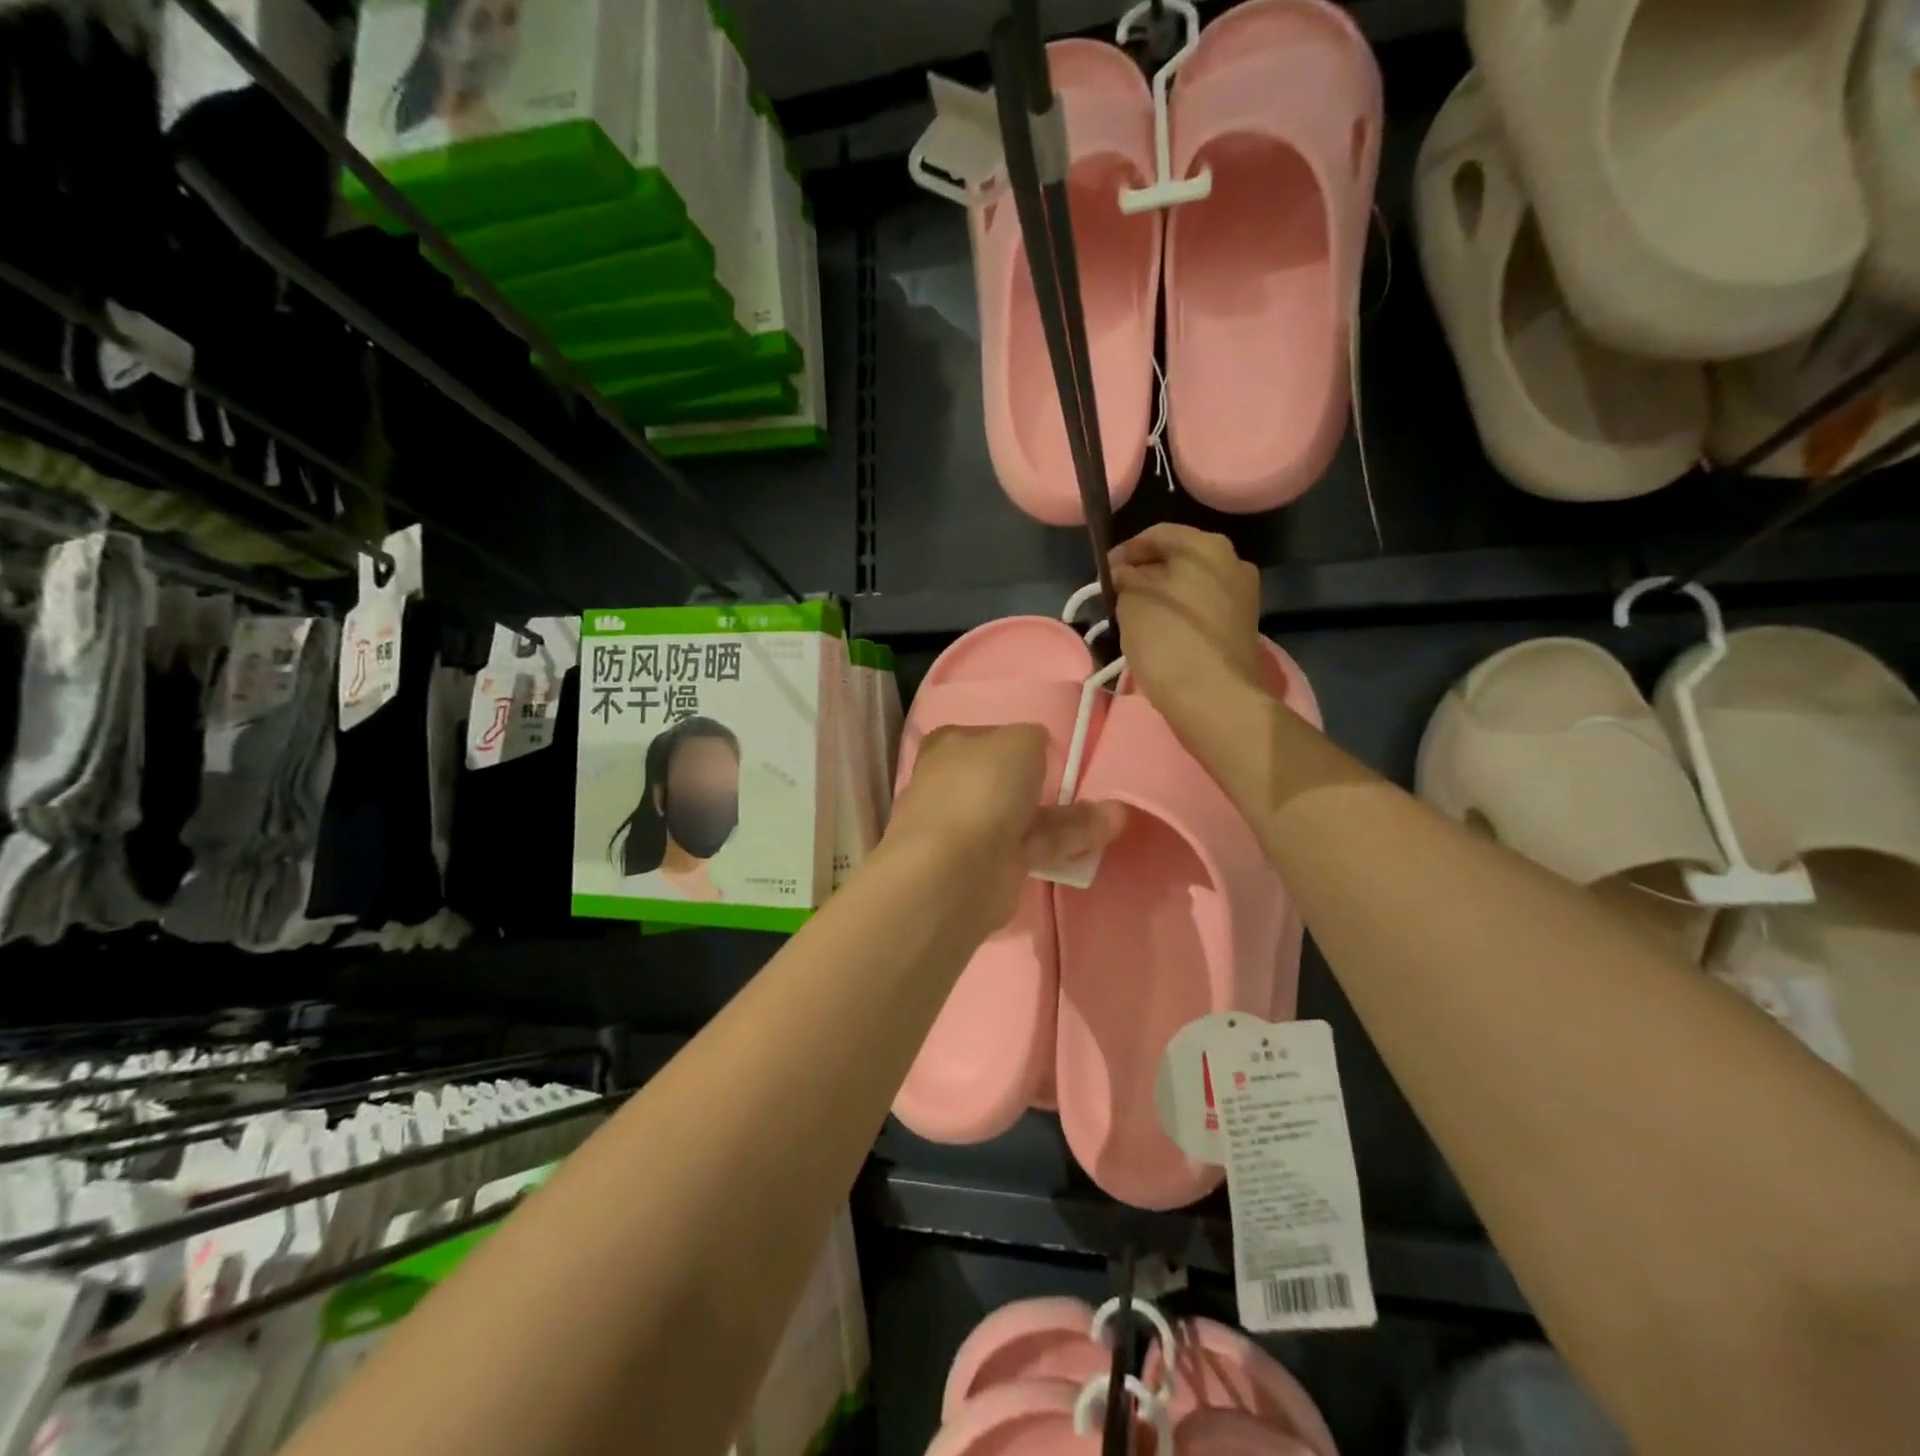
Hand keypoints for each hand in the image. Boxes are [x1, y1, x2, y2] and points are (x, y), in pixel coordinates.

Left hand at [881, 724, 1122, 934]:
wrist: (957, 868)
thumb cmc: (982, 786)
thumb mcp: (1019, 740)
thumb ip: (1035, 739)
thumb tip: (1038, 746)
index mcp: (948, 748)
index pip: (984, 738)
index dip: (1015, 742)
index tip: (1048, 749)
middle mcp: (955, 787)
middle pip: (1005, 781)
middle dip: (1045, 783)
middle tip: (1086, 784)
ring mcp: (972, 830)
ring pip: (1026, 816)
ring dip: (1069, 815)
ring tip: (1116, 813)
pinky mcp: (994, 867)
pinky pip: (1037, 846)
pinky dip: (1070, 839)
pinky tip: (1107, 832)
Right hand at [1111, 525, 1263, 734]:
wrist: (1213, 698)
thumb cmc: (1167, 640)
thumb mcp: (1131, 601)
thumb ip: (1126, 578)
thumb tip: (1126, 574)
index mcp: (1206, 546)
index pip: (1157, 535)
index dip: (1125, 551)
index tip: (1103, 573)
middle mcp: (1233, 562)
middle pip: (1178, 559)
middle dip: (1146, 574)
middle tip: (1118, 595)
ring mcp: (1243, 596)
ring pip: (1191, 586)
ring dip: (1163, 595)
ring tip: (1135, 617)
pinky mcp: (1243, 626)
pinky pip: (1203, 609)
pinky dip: (1181, 614)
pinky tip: (1161, 633)